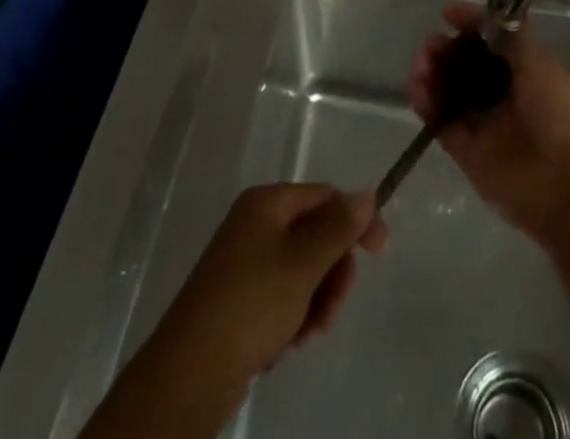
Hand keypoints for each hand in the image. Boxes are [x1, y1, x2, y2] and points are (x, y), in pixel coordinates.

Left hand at [153, 184, 389, 384]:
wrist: (189, 376)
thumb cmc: (251, 305)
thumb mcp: (303, 263)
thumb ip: (339, 227)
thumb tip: (368, 192)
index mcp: (267, 203)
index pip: (325, 196)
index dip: (356, 220)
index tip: (381, 252)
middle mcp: (255, 224)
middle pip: (316, 235)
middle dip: (332, 273)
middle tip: (332, 308)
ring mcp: (245, 263)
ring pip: (303, 270)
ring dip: (316, 300)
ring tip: (308, 333)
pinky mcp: (240, 299)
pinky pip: (283, 296)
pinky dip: (294, 316)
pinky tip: (288, 343)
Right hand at [409, 4, 569, 241]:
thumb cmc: (563, 113)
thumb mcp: (541, 63)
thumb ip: (512, 37)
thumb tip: (489, 15)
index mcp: (526, 70)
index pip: (491, 41)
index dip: (470, 25)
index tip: (448, 14)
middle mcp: (504, 95)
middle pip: (465, 66)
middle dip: (446, 50)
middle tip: (431, 44)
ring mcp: (485, 124)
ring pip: (449, 92)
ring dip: (432, 73)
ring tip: (422, 63)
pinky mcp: (467, 153)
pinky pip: (441, 123)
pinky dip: (426, 104)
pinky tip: (418, 87)